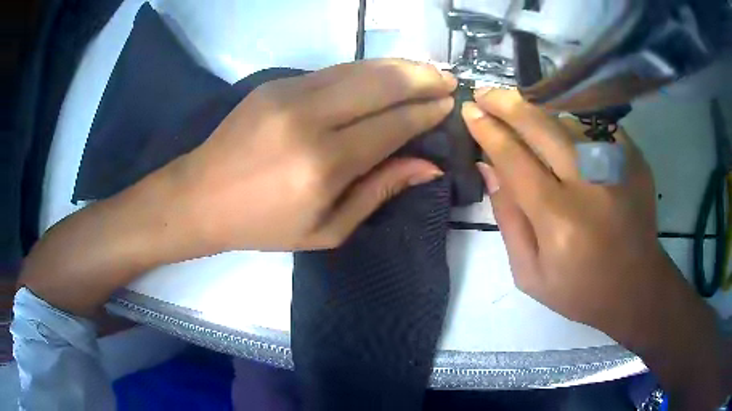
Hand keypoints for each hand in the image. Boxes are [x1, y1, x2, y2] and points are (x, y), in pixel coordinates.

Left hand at [19, 59, 455, 315]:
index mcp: (324, 164)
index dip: (425, 113)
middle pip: (380, 84)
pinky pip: (333, 71)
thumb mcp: (327, 228)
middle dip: (421, 78)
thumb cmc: (263, 225)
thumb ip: (380, 191)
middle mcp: (309, 119)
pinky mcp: (276, 84)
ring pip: (358, 69)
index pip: (392, 125)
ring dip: (398, 67)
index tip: (448, 104)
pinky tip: (384, 74)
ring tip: (426, 70)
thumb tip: (427, 166)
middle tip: (448, 78)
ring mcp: (289, 93)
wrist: (200, 197)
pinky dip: (366, 70)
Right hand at [463, 89, 661, 329]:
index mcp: (559, 220)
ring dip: (537, 108)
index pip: (515, 159)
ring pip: (568, 117)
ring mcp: (617, 165)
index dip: (489, 131)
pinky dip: (570, 118)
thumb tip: (488, 167)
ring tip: (517, 106)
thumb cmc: (580, 290)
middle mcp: (590, 184)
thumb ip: (508, 219)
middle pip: (542, 125)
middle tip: (485, 92)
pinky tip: (556, 123)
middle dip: (508, 104)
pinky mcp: (633, 158)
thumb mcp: (530, 273)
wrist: (636, 287)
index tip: (469, 111)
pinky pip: (593, 124)